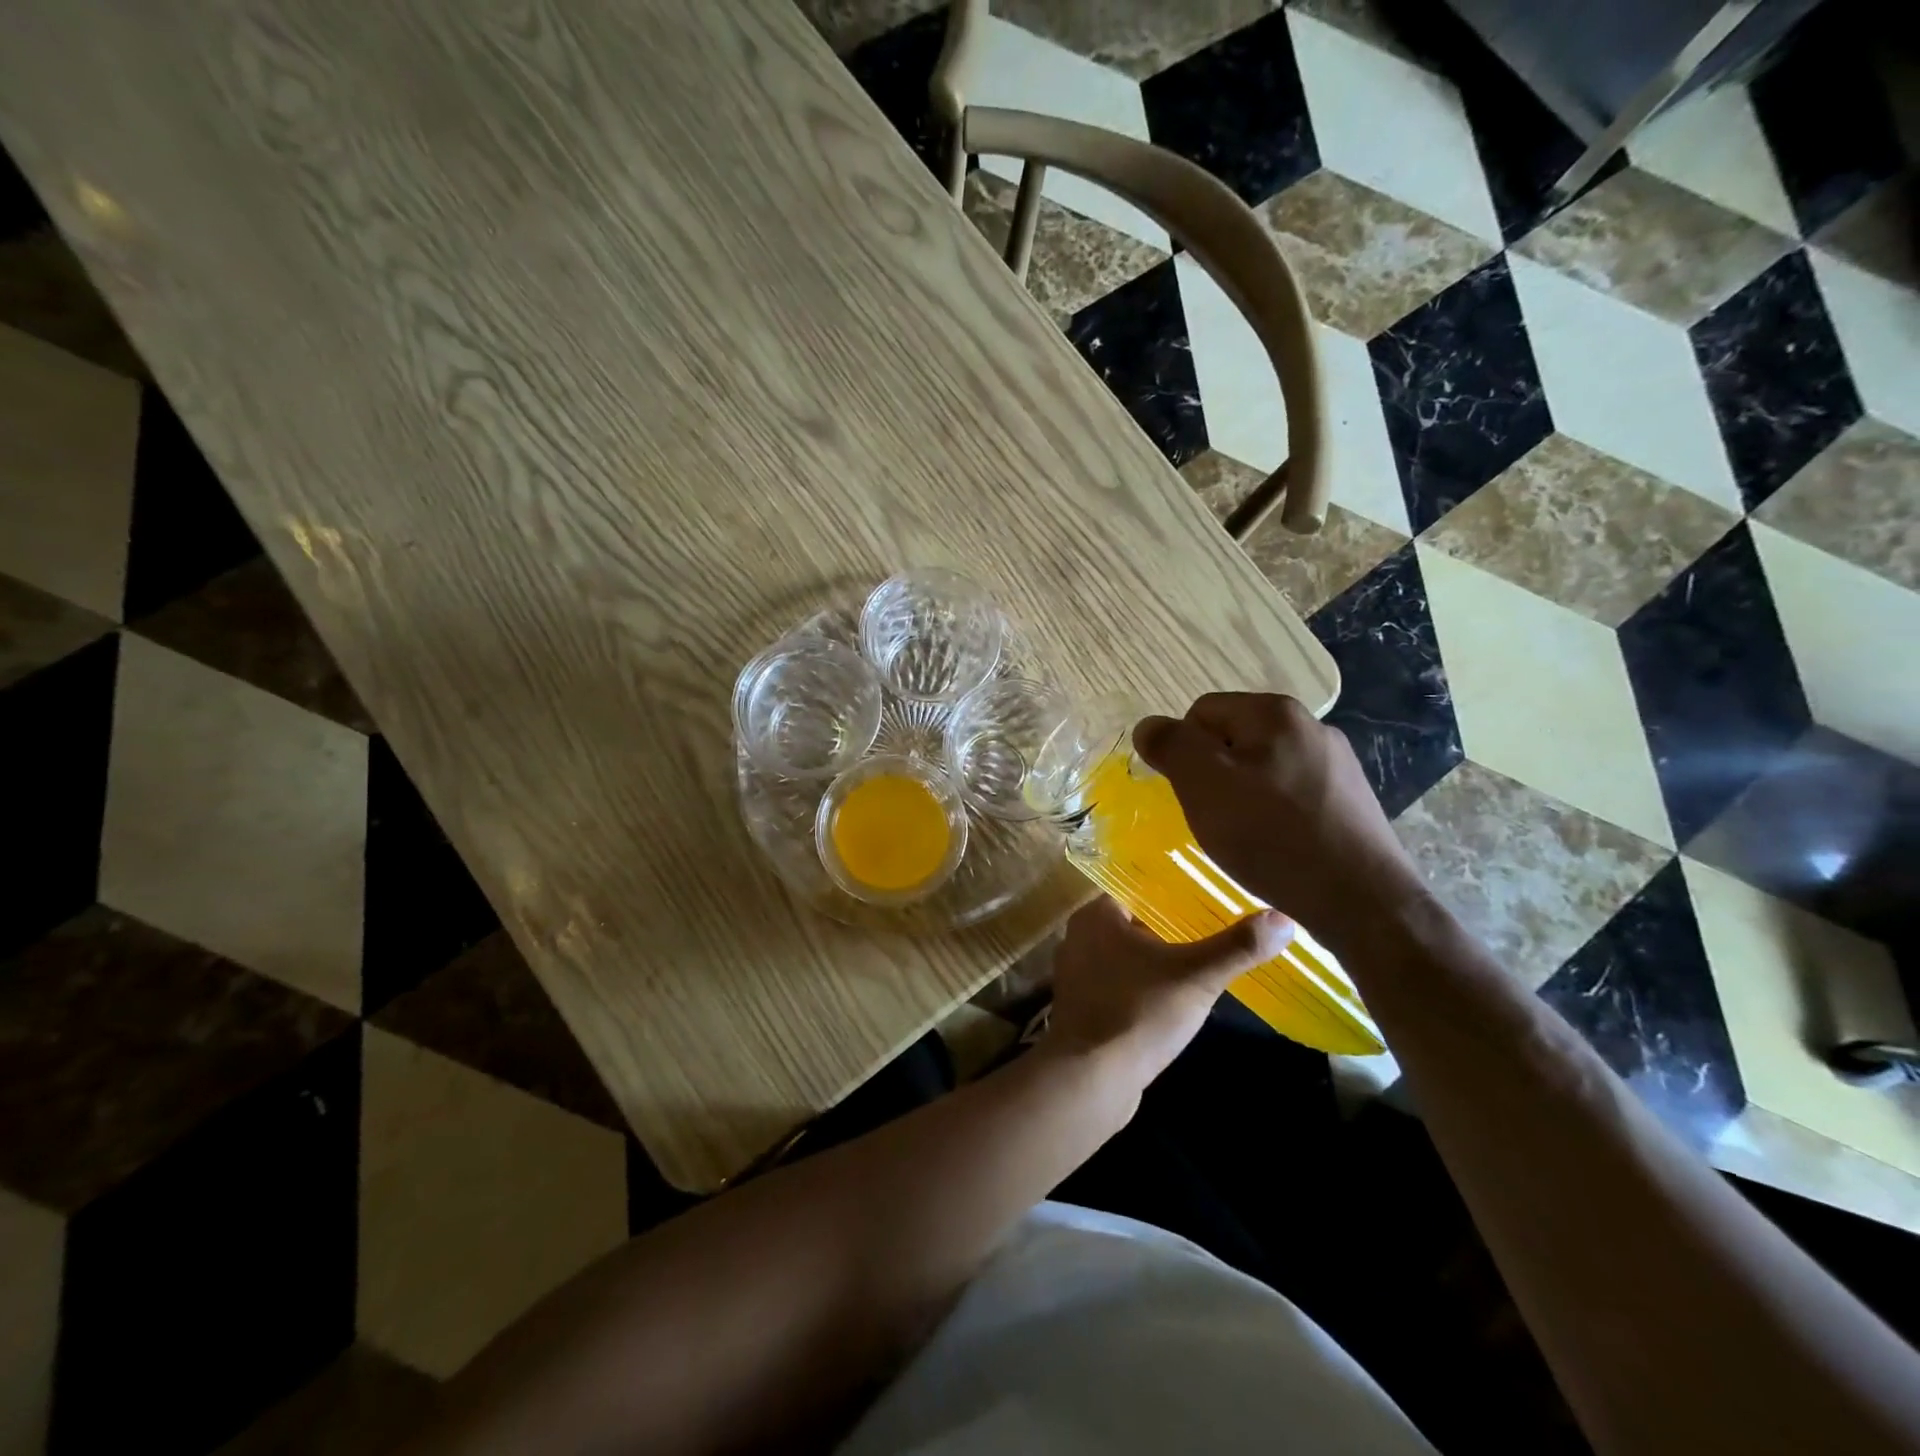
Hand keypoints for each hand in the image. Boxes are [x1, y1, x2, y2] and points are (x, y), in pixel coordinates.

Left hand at [1044, 896, 1290, 1087]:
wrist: (1089, 1081)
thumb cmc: (1137, 1014)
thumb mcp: (1195, 977)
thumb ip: (1237, 947)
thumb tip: (1284, 919)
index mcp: (1096, 915)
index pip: (1140, 887)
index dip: (1177, 890)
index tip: (1214, 895)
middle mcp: (1080, 936)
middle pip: (1138, 921)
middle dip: (1175, 927)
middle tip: (1220, 927)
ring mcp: (1079, 974)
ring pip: (1129, 955)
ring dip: (1161, 960)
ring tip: (1205, 961)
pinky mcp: (1084, 1007)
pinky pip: (1122, 983)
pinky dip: (1146, 986)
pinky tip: (1176, 999)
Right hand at [1133, 693, 1428, 954]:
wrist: (1363, 901)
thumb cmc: (1272, 837)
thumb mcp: (1203, 787)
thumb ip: (1171, 746)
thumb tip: (1148, 726)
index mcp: (1274, 712)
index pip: (1200, 713)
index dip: (1185, 753)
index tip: (1194, 794)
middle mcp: (1311, 725)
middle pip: (1232, 739)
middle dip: (1214, 775)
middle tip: (1216, 818)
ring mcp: (1336, 762)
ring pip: (1261, 768)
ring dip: (1243, 796)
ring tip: (1247, 838)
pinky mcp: (1349, 798)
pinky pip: (1290, 794)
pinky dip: (1274, 815)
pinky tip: (1278, 846)